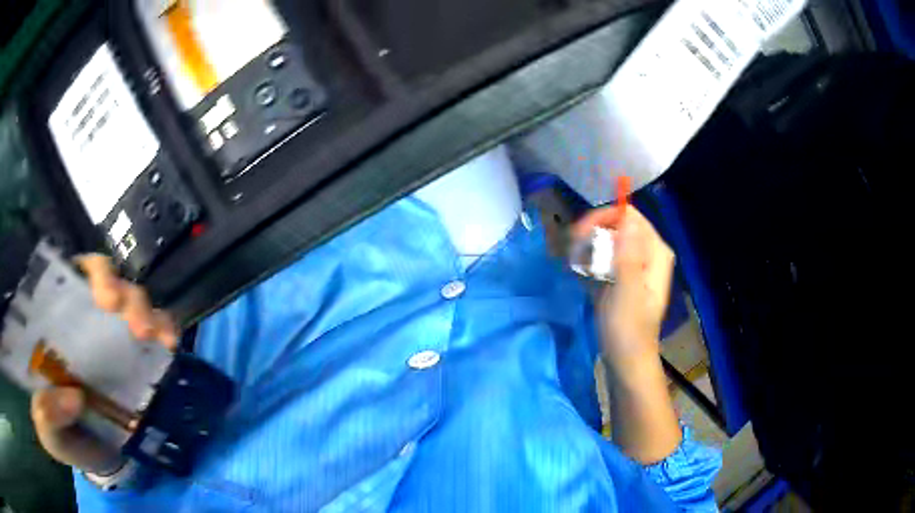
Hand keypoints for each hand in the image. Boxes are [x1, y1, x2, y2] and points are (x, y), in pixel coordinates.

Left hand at [30, 255, 177, 472]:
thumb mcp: (47, 429)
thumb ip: (46, 415)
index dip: (86, 274)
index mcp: (56, 326)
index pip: (69, 277)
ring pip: (132, 298)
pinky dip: (166, 328)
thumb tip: (72, 397)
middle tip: (122, 310)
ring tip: (151, 333)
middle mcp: (85, 321)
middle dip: (117, 287)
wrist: (95, 461)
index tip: (101, 295)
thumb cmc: (62, 435)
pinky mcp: (139, 359)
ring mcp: (114, 338)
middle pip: (104, 279)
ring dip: (143, 307)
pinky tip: (170, 343)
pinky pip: (157, 330)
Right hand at [574, 205, 681, 463]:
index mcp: (655, 252)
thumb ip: (628, 253)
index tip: (580, 235)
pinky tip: (580, 275)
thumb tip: (627, 216)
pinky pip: (603, 257)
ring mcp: (634, 265)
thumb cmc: (628, 329)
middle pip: (616, 225)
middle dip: (592, 234)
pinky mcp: (620, 276)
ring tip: (576, 267)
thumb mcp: (627, 290)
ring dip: (587, 249)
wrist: (625, 361)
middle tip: (573, 254)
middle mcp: (647, 253)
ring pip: (607, 240)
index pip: (629, 217)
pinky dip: (589, 262)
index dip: (604, 219)